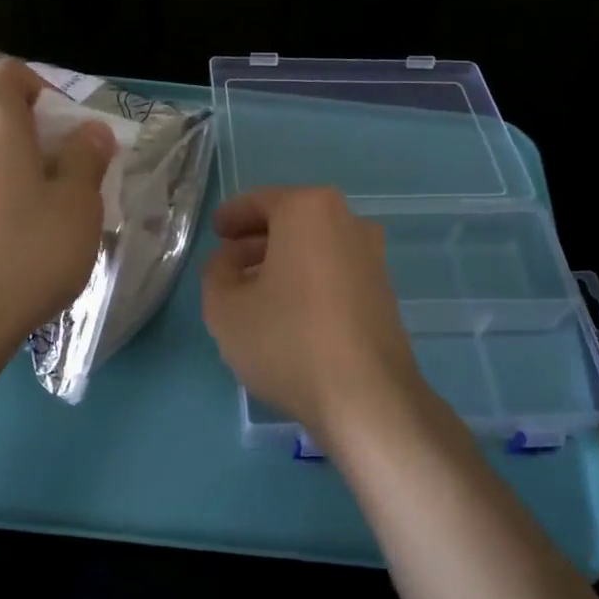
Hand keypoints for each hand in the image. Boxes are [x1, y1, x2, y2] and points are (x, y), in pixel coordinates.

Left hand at [0, 59, 115, 356]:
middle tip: (62, 174)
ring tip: (33, 212)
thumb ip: (86, 158)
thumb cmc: (22, 253)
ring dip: (3, 166)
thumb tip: (89, 132)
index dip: (45, 90)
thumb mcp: (77, 205)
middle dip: (28, 132)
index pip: (10, 72)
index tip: (70, 132)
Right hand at [202, 187, 427, 443]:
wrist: (366, 396)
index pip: (260, 201)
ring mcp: (371, 255)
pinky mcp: (383, 290)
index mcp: (308, 209)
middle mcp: (347, 221)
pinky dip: (308, 277)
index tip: (215, 231)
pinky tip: (288, 309)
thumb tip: (229, 260)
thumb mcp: (225, 307)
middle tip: (228, 260)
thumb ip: (216, 272)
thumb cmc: (288, 339)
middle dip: (257, 238)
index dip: (231, 216)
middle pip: (291, 220)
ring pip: (314, 246)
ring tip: (253, 288)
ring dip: (282, 260)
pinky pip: (334, 269)